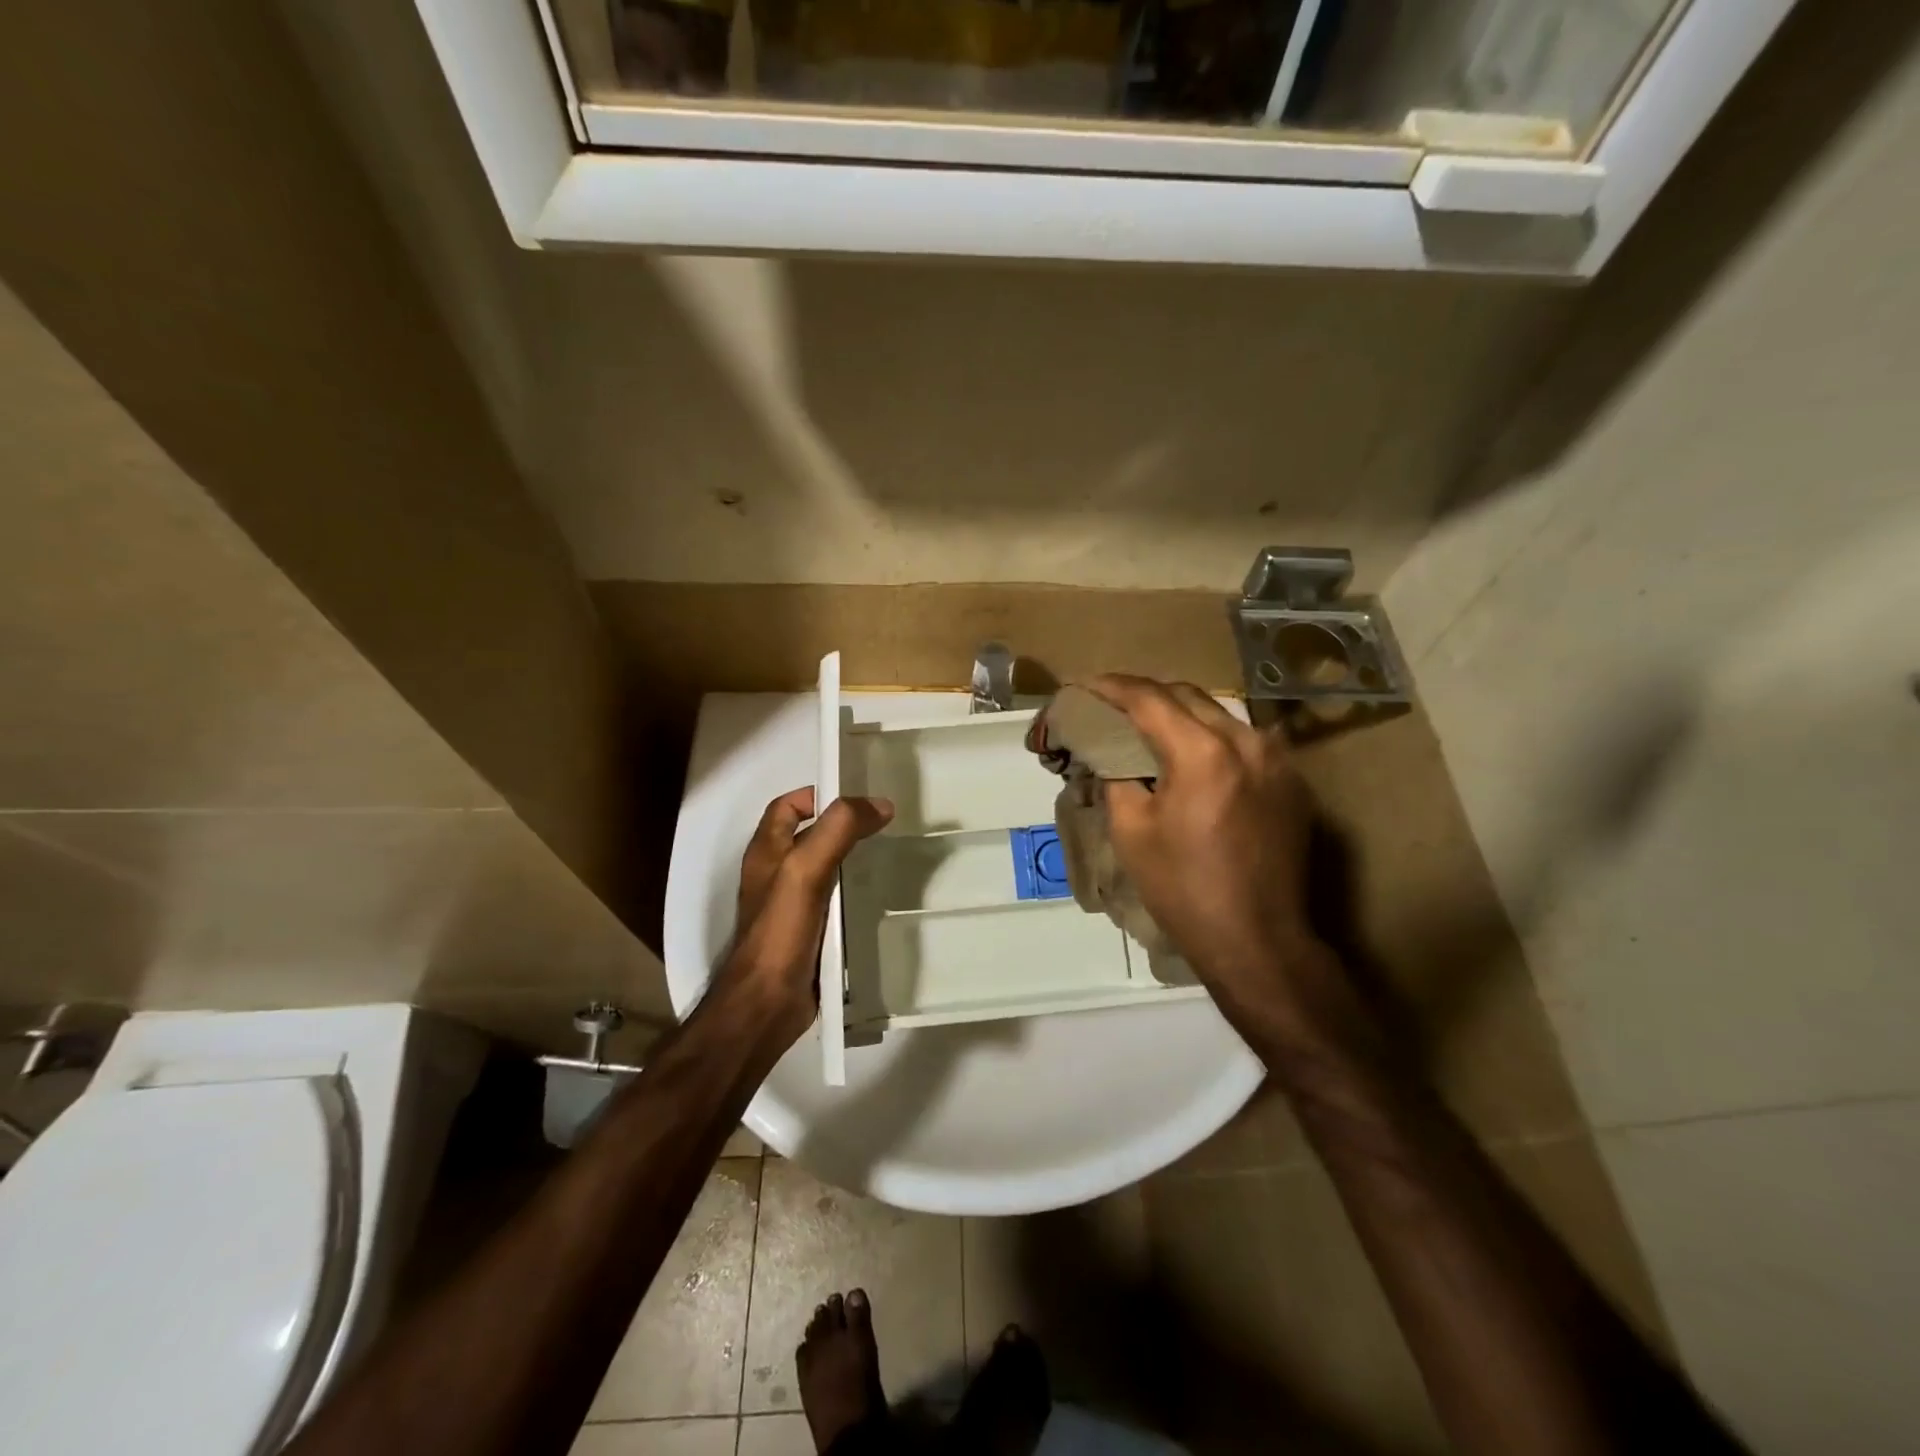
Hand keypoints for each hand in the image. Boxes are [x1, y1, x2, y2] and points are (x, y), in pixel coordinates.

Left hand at [720, 787, 893, 1045]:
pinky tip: (878, 899)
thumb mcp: (806, 869)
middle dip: (843, 827)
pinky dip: (853, 895)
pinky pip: (833, 903)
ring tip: (889, 856)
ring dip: (852, 861)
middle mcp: (775, 874)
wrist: (766, 1004)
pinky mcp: (807, 933)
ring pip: (825, 870)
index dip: (817, 795)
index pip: (788, 806)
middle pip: (810, 836)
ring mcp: (790, 906)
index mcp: (767, 851)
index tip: (858, 798)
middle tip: (884, 825)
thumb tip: (879, 804)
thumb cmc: (780, 930)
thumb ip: (838, 830)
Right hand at [1085, 676, 1318, 1015]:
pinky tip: (1191, 757)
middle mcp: (1247, 741)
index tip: (1083, 686)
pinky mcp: (1292, 781)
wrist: (1258, 940)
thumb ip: (1116, 776)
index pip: (1149, 699)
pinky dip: (1211, 738)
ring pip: (1219, 714)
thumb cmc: (1183, 889)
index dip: (1111, 688)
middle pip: (1187, 695)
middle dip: (1144, 695)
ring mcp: (1278, 759)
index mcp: (1203, 753)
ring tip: (1148, 728)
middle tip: (1110, 707)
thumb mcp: (1130, 831)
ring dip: (1180, 713)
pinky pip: (1244, 741)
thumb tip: (1107, 752)